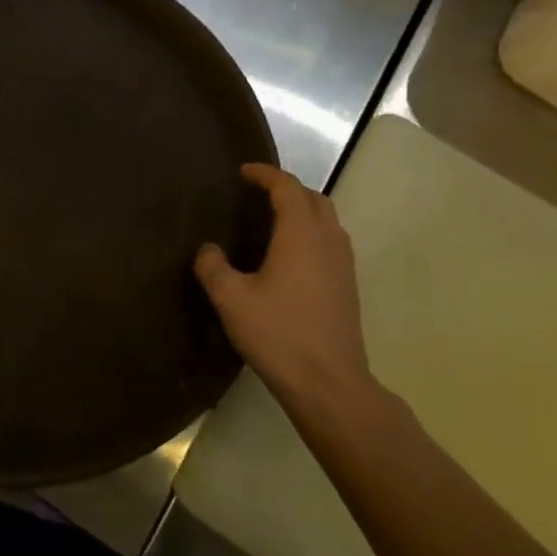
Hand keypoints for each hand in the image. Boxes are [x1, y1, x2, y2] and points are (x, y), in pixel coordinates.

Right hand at [195, 163, 378, 424]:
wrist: (329, 383)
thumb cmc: (278, 334)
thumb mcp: (231, 299)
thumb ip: (213, 267)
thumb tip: (208, 250)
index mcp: (301, 235)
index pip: (287, 188)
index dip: (266, 175)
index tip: (244, 172)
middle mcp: (328, 241)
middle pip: (314, 199)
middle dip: (287, 188)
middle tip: (259, 193)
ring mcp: (343, 265)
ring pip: (328, 221)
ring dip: (304, 210)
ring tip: (274, 220)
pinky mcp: (348, 287)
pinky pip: (331, 242)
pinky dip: (312, 233)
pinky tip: (291, 256)